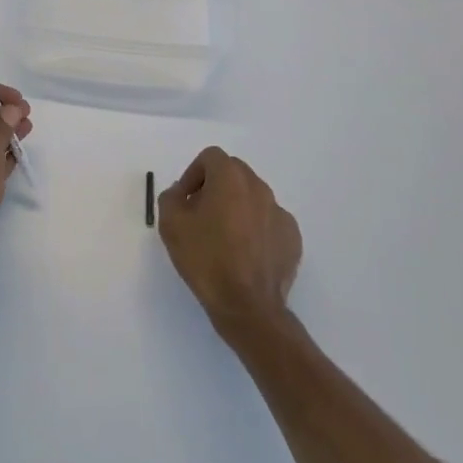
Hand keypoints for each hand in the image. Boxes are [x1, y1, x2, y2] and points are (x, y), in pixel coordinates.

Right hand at [158, 148, 301, 335]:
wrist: (247, 305)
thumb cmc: (206, 259)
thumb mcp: (170, 225)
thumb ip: (171, 198)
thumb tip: (181, 193)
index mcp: (231, 179)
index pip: (211, 157)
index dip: (193, 174)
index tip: (185, 200)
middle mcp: (259, 188)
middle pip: (234, 173)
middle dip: (215, 186)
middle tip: (200, 214)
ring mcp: (280, 213)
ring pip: (253, 197)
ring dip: (236, 207)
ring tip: (222, 238)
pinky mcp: (292, 237)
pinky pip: (268, 222)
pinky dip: (255, 229)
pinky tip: (244, 254)